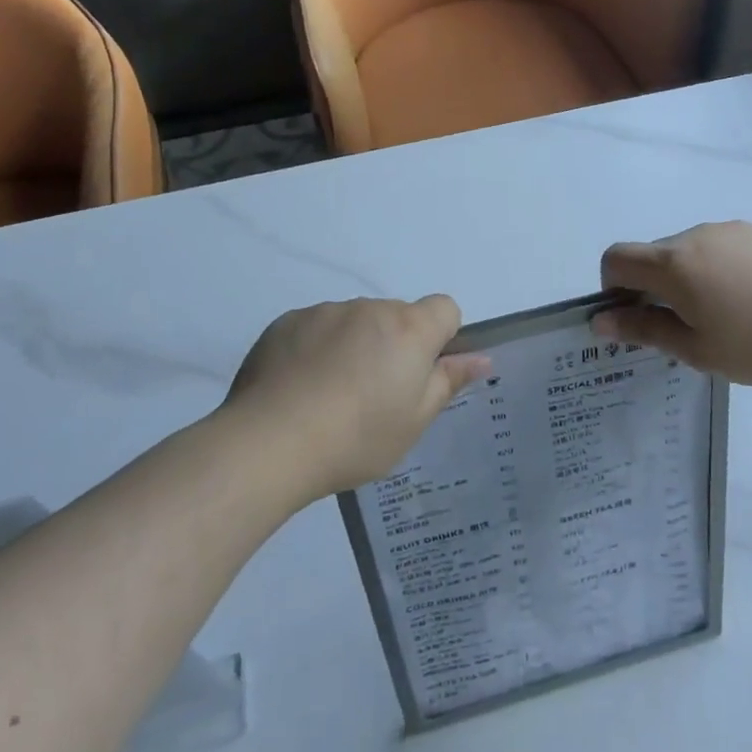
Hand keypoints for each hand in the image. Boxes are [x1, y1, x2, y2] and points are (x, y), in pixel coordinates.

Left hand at [223, 297, 489, 496]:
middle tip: (374, 395)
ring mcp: (325, 311)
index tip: (420, 373)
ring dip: (355, 344)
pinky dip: (317, 347)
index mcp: (409, 329)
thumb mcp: (414, 421)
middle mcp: (370, 309)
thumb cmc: (357, 438)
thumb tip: (481, 358)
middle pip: (397, 316)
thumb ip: (449, 381)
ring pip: (355, 321)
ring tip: (329, 394)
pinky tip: (300, 387)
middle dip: (394, 344)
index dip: (441, 337)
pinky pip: (316, 326)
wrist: (269, 444)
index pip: (444, 308)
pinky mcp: (286, 321)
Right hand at [594, 221, 751, 384]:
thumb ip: (644, 330)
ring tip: (727, 317)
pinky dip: (717, 270)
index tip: (639, 317)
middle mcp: (695, 235)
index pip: (616, 258)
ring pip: (687, 252)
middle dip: (653, 287)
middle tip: (686, 329)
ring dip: (687, 279)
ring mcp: (730, 230)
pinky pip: (719, 247)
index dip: (612, 287)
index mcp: (673, 263)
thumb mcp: (697, 349)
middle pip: (652, 255)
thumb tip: (600, 321)